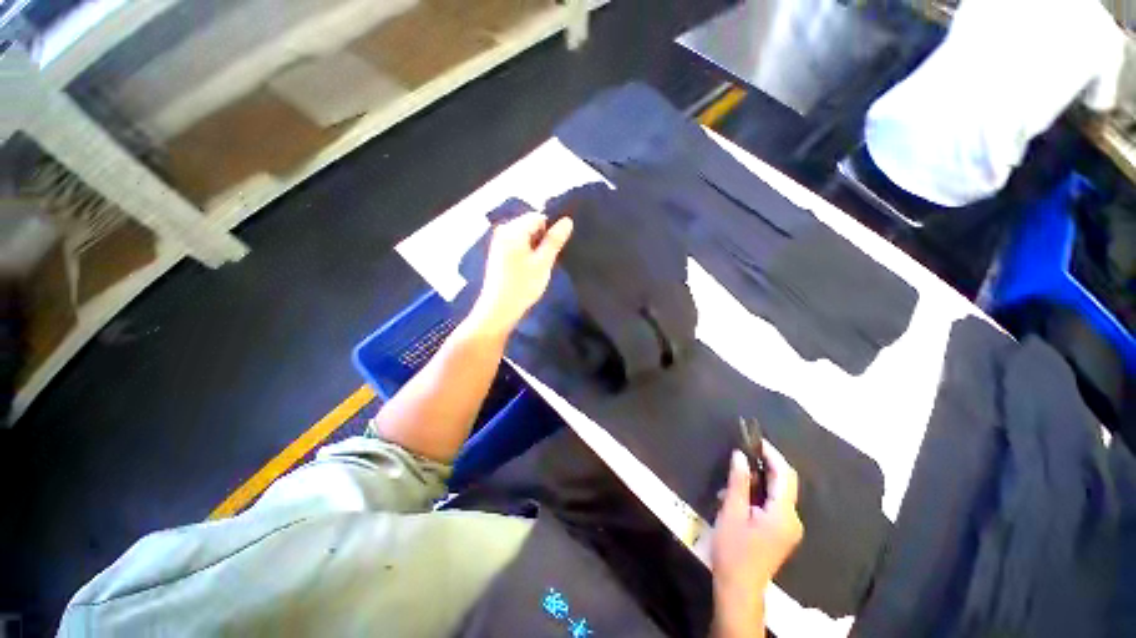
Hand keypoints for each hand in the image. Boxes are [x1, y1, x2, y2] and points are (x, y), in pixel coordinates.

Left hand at [470, 212, 573, 335]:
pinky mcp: (499, 253)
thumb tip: (567, 220)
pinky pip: (519, 244)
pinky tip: (530, 268)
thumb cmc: (522, 286)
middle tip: (547, 259)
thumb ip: (554, 240)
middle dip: (543, 239)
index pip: (538, 217)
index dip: (551, 230)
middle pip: (531, 225)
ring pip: (526, 236)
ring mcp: (499, 242)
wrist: (499, 309)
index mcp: (512, 230)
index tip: (556, 248)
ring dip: (536, 247)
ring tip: (540, 265)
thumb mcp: (543, 263)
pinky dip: (527, 252)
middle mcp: (503, 231)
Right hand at [711, 443, 802, 637]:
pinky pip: (773, 504)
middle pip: (784, 482)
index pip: (785, 475)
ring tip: (731, 482)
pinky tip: (737, 498)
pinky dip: (758, 494)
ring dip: (757, 481)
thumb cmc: (733, 550)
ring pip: (777, 493)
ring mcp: (789, 527)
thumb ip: (738, 482)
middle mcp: (793, 519)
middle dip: (764, 465)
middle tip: (741, 454)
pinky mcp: (782, 532)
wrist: (739, 587)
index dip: (772, 454)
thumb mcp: (731, 512)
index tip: (755, 439)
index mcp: (783, 514)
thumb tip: (740, 455)